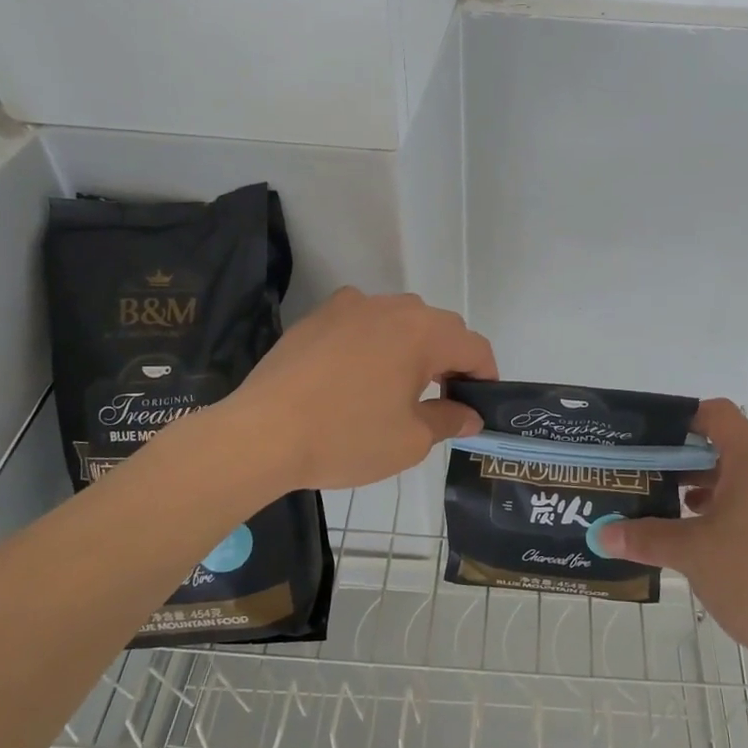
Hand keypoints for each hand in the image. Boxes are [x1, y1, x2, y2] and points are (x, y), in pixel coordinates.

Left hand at [223, 288, 496, 492]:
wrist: (261, 434)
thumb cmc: (346, 438)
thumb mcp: (410, 440)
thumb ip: (448, 420)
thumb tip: (468, 414)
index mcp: (421, 332)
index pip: (473, 346)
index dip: (485, 375)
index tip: (479, 405)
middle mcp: (390, 307)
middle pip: (438, 328)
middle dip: (450, 360)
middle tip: (442, 401)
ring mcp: (349, 306)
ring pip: (398, 320)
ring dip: (411, 348)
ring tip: (398, 387)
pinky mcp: (317, 317)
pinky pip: (361, 323)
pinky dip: (372, 343)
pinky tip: (356, 376)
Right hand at [605, 399, 747, 687]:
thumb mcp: (690, 554)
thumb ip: (645, 538)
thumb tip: (602, 534)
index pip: (721, 415)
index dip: (688, 418)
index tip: (659, 437)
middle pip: (736, 448)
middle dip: (697, 461)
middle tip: (664, 480)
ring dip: (720, 491)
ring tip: (686, 517)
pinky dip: (744, 516)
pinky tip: (721, 549)